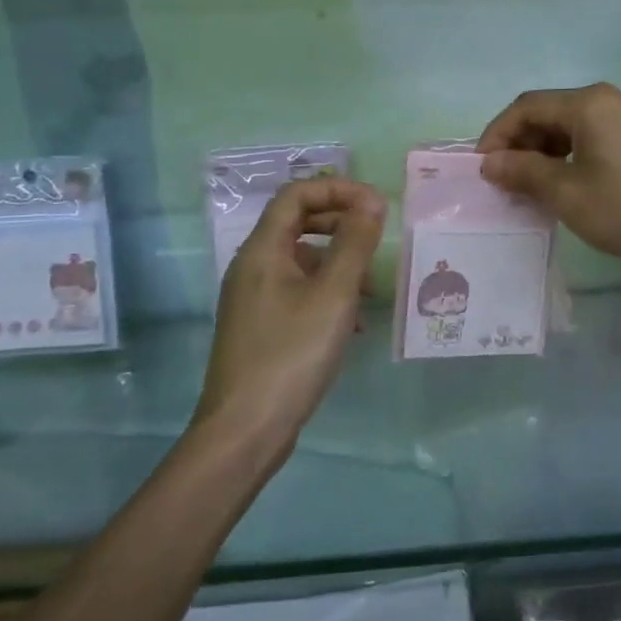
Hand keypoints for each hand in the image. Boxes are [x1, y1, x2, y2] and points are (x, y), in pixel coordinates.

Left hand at [196, 178, 385, 446]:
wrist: (244, 431)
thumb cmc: (291, 355)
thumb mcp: (333, 295)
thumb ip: (355, 243)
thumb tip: (372, 201)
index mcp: (263, 250)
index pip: (296, 194)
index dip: (337, 189)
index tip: (375, 205)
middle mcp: (252, 266)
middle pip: (297, 222)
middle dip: (340, 223)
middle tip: (375, 238)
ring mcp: (253, 298)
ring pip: (301, 260)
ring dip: (338, 262)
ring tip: (370, 289)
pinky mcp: (260, 326)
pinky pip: (297, 291)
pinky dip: (327, 293)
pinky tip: (352, 323)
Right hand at [475, 83, 620, 267]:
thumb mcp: (567, 193)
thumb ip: (524, 171)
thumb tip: (490, 163)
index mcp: (590, 103)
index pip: (527, 107)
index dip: (498, 134)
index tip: (482, 166)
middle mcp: (611, 99)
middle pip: (551, 112)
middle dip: (522, 143)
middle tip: (504, 179)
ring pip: (574, 125)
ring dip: (546, 150)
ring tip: (531, 185)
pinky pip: (597, 135)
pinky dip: (572, 154)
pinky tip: (567, 182)